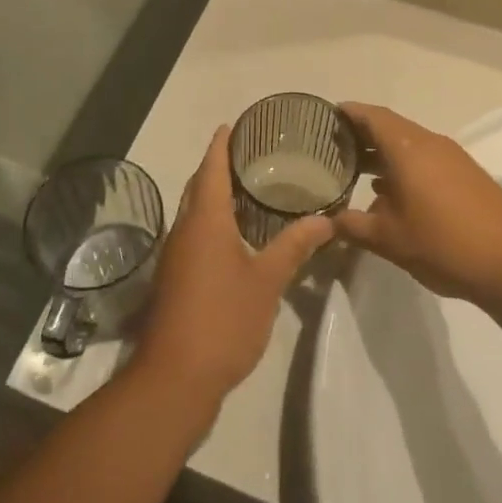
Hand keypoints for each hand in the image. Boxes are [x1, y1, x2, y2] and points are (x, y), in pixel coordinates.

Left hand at [131, 127, 335, 402]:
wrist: (175, 377)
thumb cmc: (223, 319)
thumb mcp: (267, 281)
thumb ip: (294, 247)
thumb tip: (326, 220)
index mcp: (204, 220)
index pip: (210, 169)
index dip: (220, 145)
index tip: (231, 124)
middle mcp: (184, 230)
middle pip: (198, 187)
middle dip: (216, 166)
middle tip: (247, 153)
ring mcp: (176, 256)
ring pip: (194, 212)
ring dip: (213, 195)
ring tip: (246, 187)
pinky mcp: (175, 279)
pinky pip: (194, 234)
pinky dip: (212, 221)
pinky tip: (235, 234)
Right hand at [333, 103, 501, 306]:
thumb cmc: (443, 244)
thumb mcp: (388, 239)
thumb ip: (352, 226)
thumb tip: (327, 221)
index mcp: (408, 148)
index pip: (372, 116)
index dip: (348, 113)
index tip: (325, 116)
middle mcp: (430, 143)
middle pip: (390, 127)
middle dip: (362, 135)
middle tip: (333, 148)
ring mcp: (452, 158)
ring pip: (409, 144)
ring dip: (384, 153)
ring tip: (356, 171)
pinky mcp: (467, 175)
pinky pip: (426, 159)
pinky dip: (404, 166)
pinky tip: (392, 194)